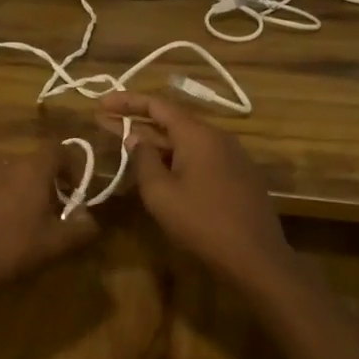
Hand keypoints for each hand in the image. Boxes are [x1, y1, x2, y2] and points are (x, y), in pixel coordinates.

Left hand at [0, 143, 98, 299]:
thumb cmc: (12, 248)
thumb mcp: (56, 244)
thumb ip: (82, 228)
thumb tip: (90, 218)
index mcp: (32, 168)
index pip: (59, 150)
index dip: (73, 167)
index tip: (78, 192)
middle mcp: (6, 163)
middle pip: (35, 164)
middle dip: (49, 184)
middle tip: (56, 212)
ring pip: (12, 176)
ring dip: (24, 192)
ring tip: (28, 222)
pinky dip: (2, 201)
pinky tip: (0, 230)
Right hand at [99, 93, 294, 291]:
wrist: (256, 257)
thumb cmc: (202, 222)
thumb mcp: (161, 193)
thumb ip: (143, 160)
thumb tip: (135, 137)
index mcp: (198, 135)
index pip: (158, 105)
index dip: (127, 101)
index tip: (102, 103)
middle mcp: (218, 137)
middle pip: (172, 121)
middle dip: (137, 122)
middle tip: (105, 122)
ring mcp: (233, 156)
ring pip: (187, 141)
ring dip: (156, 141)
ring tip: (127, 144)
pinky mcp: (239, 176)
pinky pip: (201, 157)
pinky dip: (176, 156)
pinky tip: (161, 169)